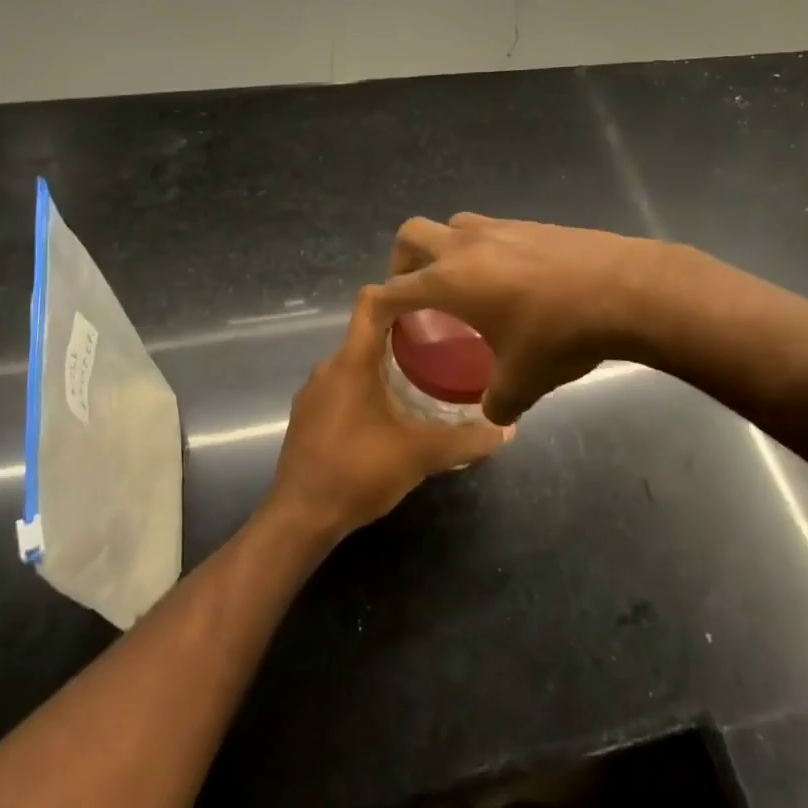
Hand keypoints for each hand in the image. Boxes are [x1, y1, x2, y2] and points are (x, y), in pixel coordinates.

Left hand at [267, 285, 508, 540]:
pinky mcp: (308, 415)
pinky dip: (367, 385)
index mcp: (352, 361)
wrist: (300, 518)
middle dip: (404, 331)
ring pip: (355, 360)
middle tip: (445, 339)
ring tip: (425, 372)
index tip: (433, 294)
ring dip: (385, 361)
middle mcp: (328, 367)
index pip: (371, 302)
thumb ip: (466, 440)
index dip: (399, 289)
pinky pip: (342, 384)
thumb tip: (507, 428)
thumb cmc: (358, 472)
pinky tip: (392, 409)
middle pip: (367, 331)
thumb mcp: (420, 455)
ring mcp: (313, 392)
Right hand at [383, 214, 668, 424]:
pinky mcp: (532, 224)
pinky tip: (510, 279)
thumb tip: (493, 416)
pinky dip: (483, 248)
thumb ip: (497, 402)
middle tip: (417, 292)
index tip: (381, 320)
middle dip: (404, 261)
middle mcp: (466, 246)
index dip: (380, 304)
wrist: (625, 289)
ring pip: (454, 225)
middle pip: (413, 233)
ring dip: (445, 248)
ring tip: (463, 283)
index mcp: (450, 281)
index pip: (395, 287)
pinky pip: (491, 229)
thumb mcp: (524, 381)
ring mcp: (501, 228)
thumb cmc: (560, 334)